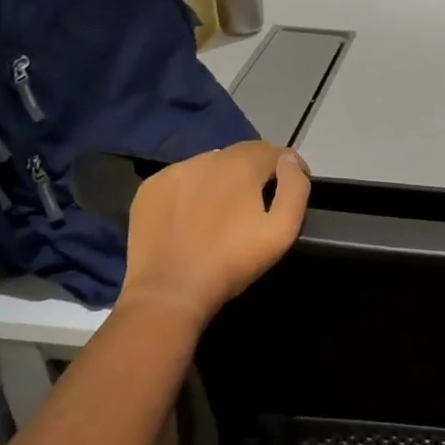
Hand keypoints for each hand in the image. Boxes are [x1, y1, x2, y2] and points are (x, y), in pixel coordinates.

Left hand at [117, 141, 310, 327]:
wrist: (169, 292)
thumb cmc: (232, 262)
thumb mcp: (282, 230)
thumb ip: (295, 188)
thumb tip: (288, 160)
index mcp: (241, 165)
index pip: (273, 151)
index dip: (288, 168)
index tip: (289, 190)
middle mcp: (207, 158)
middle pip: (240, 155)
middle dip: (254, 173)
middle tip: (255, 205)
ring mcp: (174, 171)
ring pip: (210, 165)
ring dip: (223, 180)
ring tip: (222, 211)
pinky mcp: (150, 188)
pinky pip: (182, 179)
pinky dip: (193, 190)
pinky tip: (192, 217)